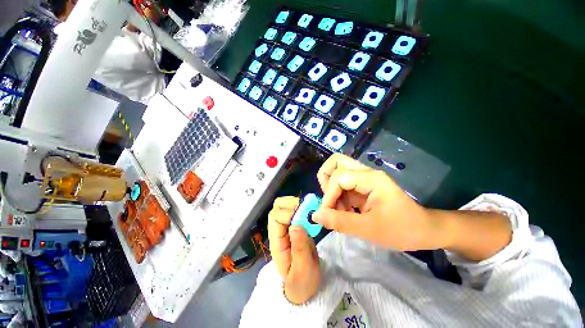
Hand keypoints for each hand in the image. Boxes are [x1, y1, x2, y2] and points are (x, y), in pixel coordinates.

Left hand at [268, 197, 320, 303]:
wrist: (304, 287)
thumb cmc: (301, 282)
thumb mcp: (302, 270)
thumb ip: (299, 249)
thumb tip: (296, 225)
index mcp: (276, 241)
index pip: (275, 217)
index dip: (288, 213)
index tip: (304, 218)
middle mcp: (279, 231)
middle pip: (277, 207)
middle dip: (292, 204)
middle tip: (308, 210)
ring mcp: (287, 227)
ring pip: (285, 206)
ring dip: (298, 204)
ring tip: (311, 211)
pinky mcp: (295, 226)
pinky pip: (295, 211)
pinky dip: (303, 208)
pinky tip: (312, 214)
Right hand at [313, 154, 439, 250]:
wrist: (424, 230)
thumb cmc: (402, 230)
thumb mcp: (369, 229)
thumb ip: (340, 221)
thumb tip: (315, 215)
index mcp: (371, 178)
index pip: (339, 177)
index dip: (328, 195)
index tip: (326, 214)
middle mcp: (366, 172)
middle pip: (336, 162)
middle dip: (326, 180)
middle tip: (331, 201)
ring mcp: (364, 177)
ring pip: (337, 171)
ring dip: (331, 189)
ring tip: (339, 209)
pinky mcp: (362, 185)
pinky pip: (342, 183)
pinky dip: (337, 195)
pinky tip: (345, 210)